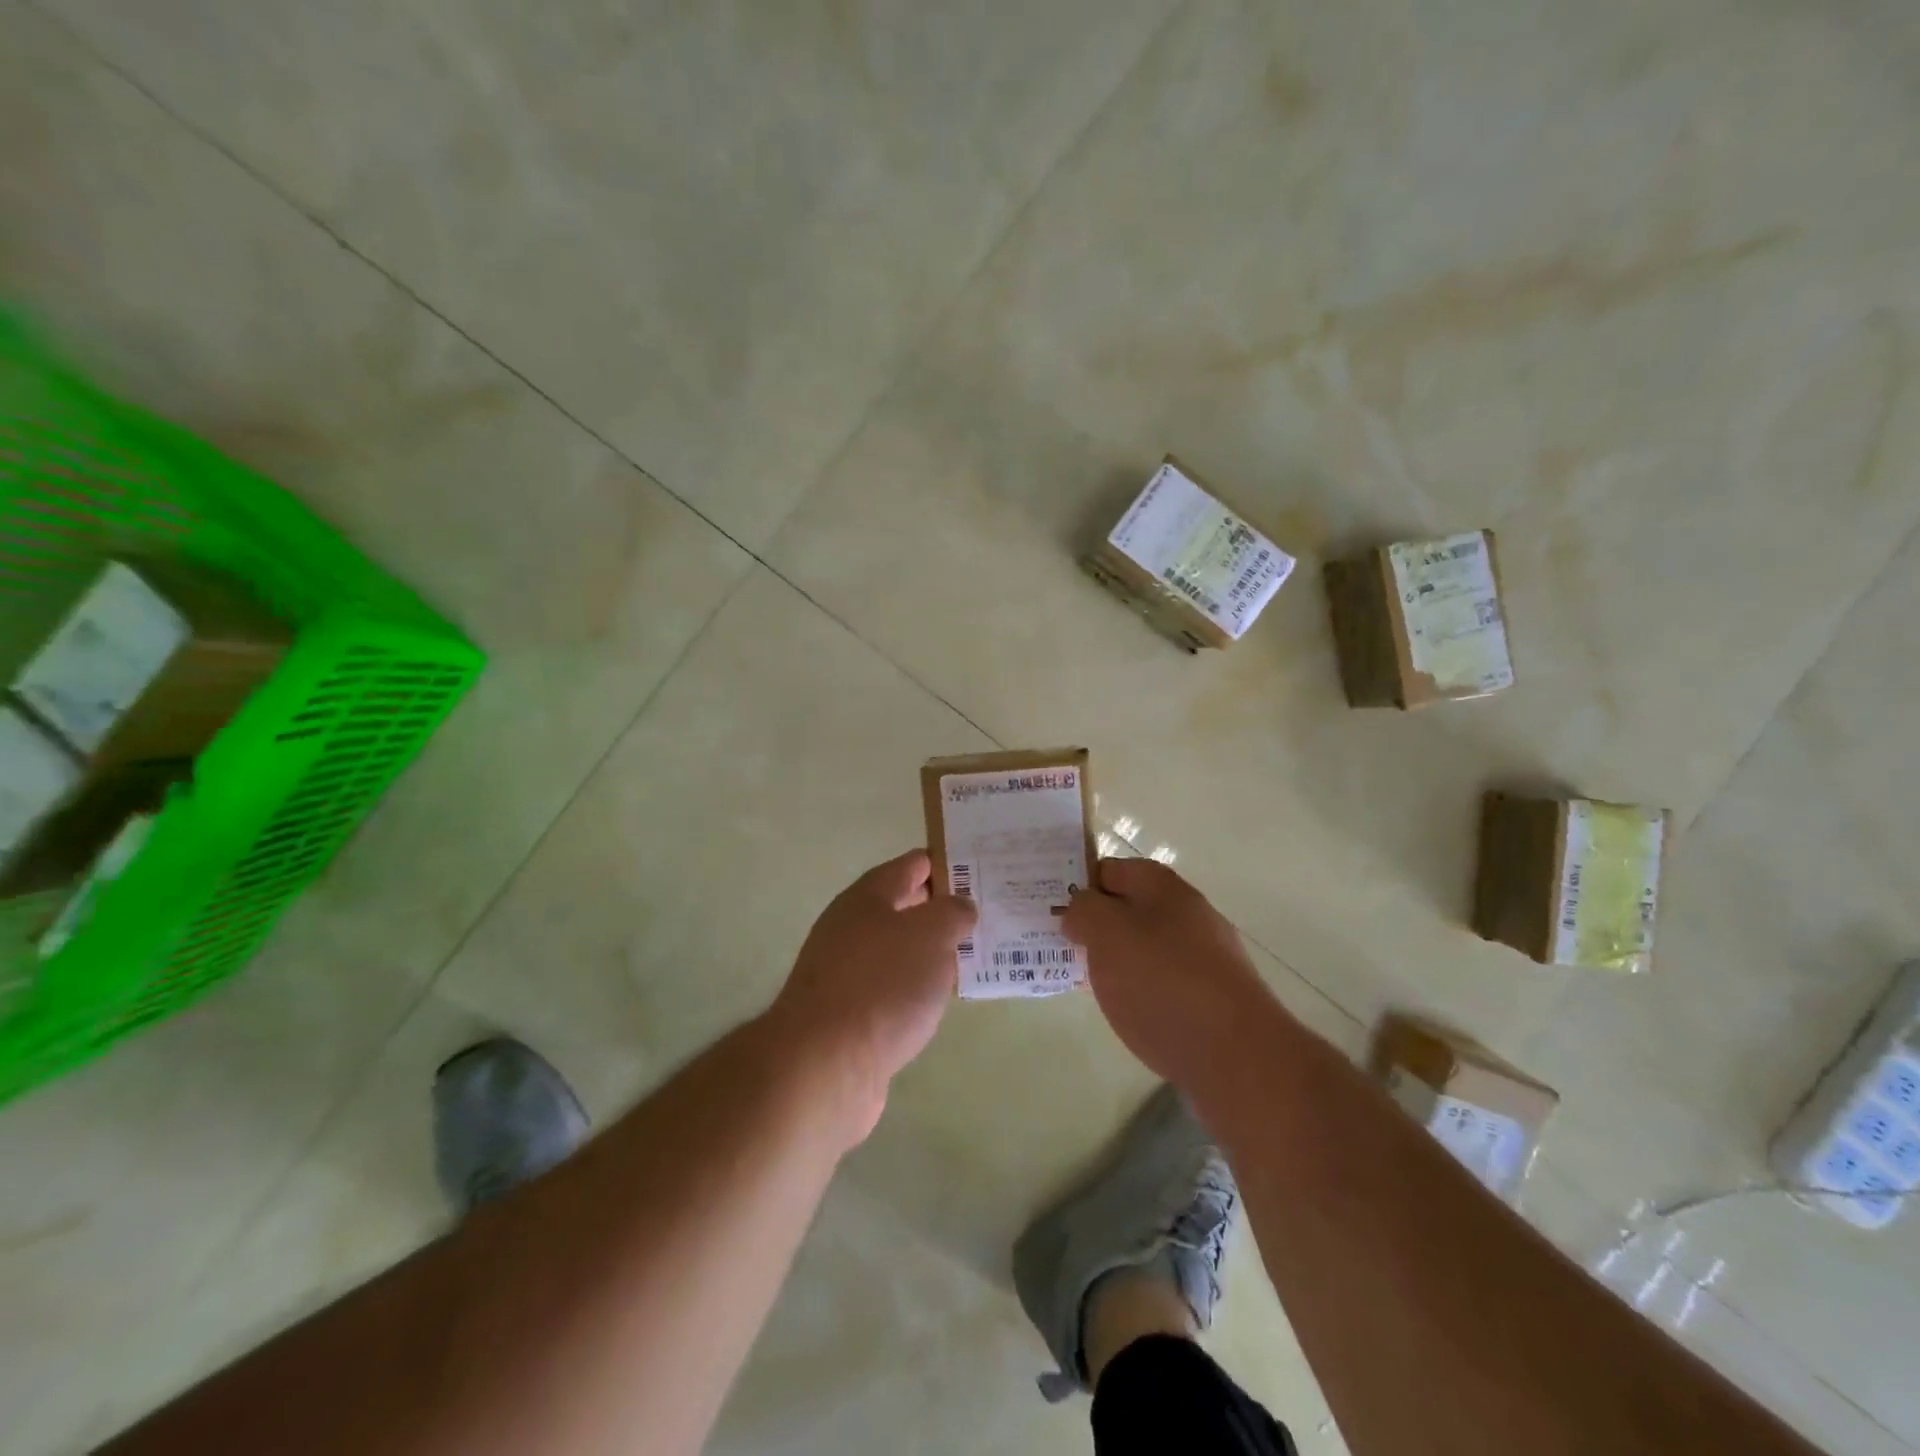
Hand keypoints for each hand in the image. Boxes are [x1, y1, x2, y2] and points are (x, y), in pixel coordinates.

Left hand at [768, 850, 975, 1142]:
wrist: (824, 1065)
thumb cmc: (882, 984)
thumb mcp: (930, 935)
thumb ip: (952, 913)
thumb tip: (959, 907)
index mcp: (867, 897)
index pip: (913, 865)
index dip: (948, 864)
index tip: (983, 871)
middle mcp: (852, 927)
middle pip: (905, 907)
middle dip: (943, 909)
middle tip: (988, 913)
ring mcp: (846, 972)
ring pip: (900, 950)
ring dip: (932, 952)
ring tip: (974, 957)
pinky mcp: (848, 1014)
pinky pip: (893, 988)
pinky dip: (917, 989)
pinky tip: (939, 1001)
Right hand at [1063, 858, 1270, 1086]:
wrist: (1238, 1056)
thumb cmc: (1163, 983)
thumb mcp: (1107, 934)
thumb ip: (1084, 911)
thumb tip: (1079, 911)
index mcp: (1162, 887)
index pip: (1109, 869)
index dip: (1078, 885)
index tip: (1050, 912)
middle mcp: (1187, 913)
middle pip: (1127, 908)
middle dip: (1094, 926)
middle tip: (1061, 949)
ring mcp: (1204, 956)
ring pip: (1144, 947)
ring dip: (1115, 961)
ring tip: (1085, 983)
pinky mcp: (1212, 996)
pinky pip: (1163, 982)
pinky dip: (1140, 991)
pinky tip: (1126, 1012)